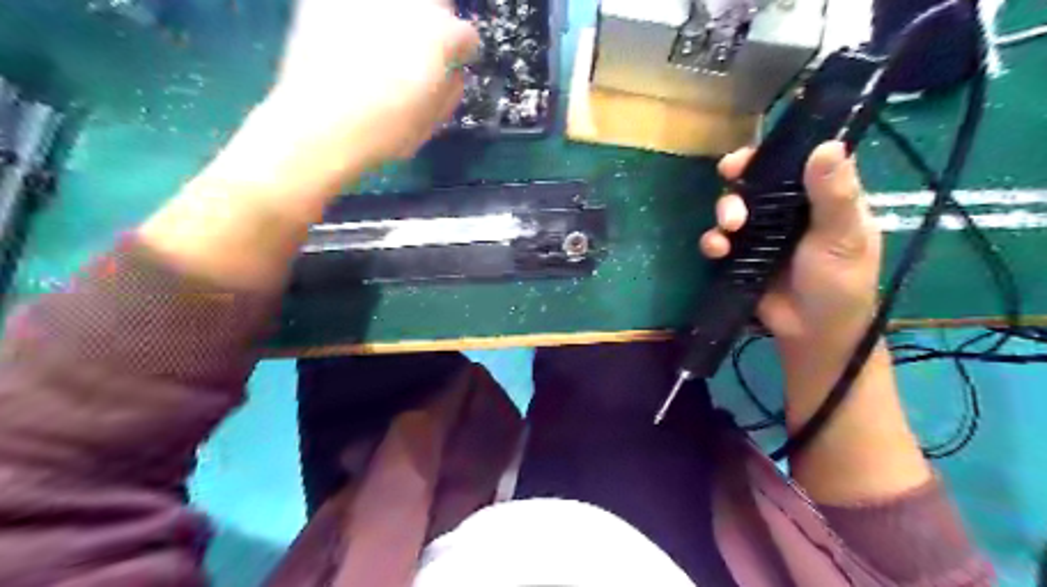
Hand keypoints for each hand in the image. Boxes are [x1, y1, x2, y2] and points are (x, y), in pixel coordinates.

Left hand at [255, 0, 479, 180]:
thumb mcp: (431, 122)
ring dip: (399, 16)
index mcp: (441, 35)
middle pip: (436, 2)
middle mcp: (409, 3)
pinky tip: (351, 38)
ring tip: (384, 41)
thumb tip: (452, 74)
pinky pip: (354, 4)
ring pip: (396, 0)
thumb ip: (451, 91)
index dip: (461, 54)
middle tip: (420, 49)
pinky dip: (359, 16)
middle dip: (435, 23)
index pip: (466, 35)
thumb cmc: (385, 131)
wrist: (319, 125)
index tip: (451, 67)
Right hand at [699, 139, 877, 356]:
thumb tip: (828, 143)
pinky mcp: (741, 256)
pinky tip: (717, 250)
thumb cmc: (839, 283)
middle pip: (757, 180)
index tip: (753, 151)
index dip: (774, 151)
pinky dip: (713, 241)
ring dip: (724, 210)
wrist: (812, 333)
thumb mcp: (843, 236)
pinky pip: (720, 240)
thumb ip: (834, 194)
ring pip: (734, 207)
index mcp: (821, 197)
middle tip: (729, 177)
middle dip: (740, 178)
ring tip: (730, 228)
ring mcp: (762, 233)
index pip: (797, 160)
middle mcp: (788, 210)